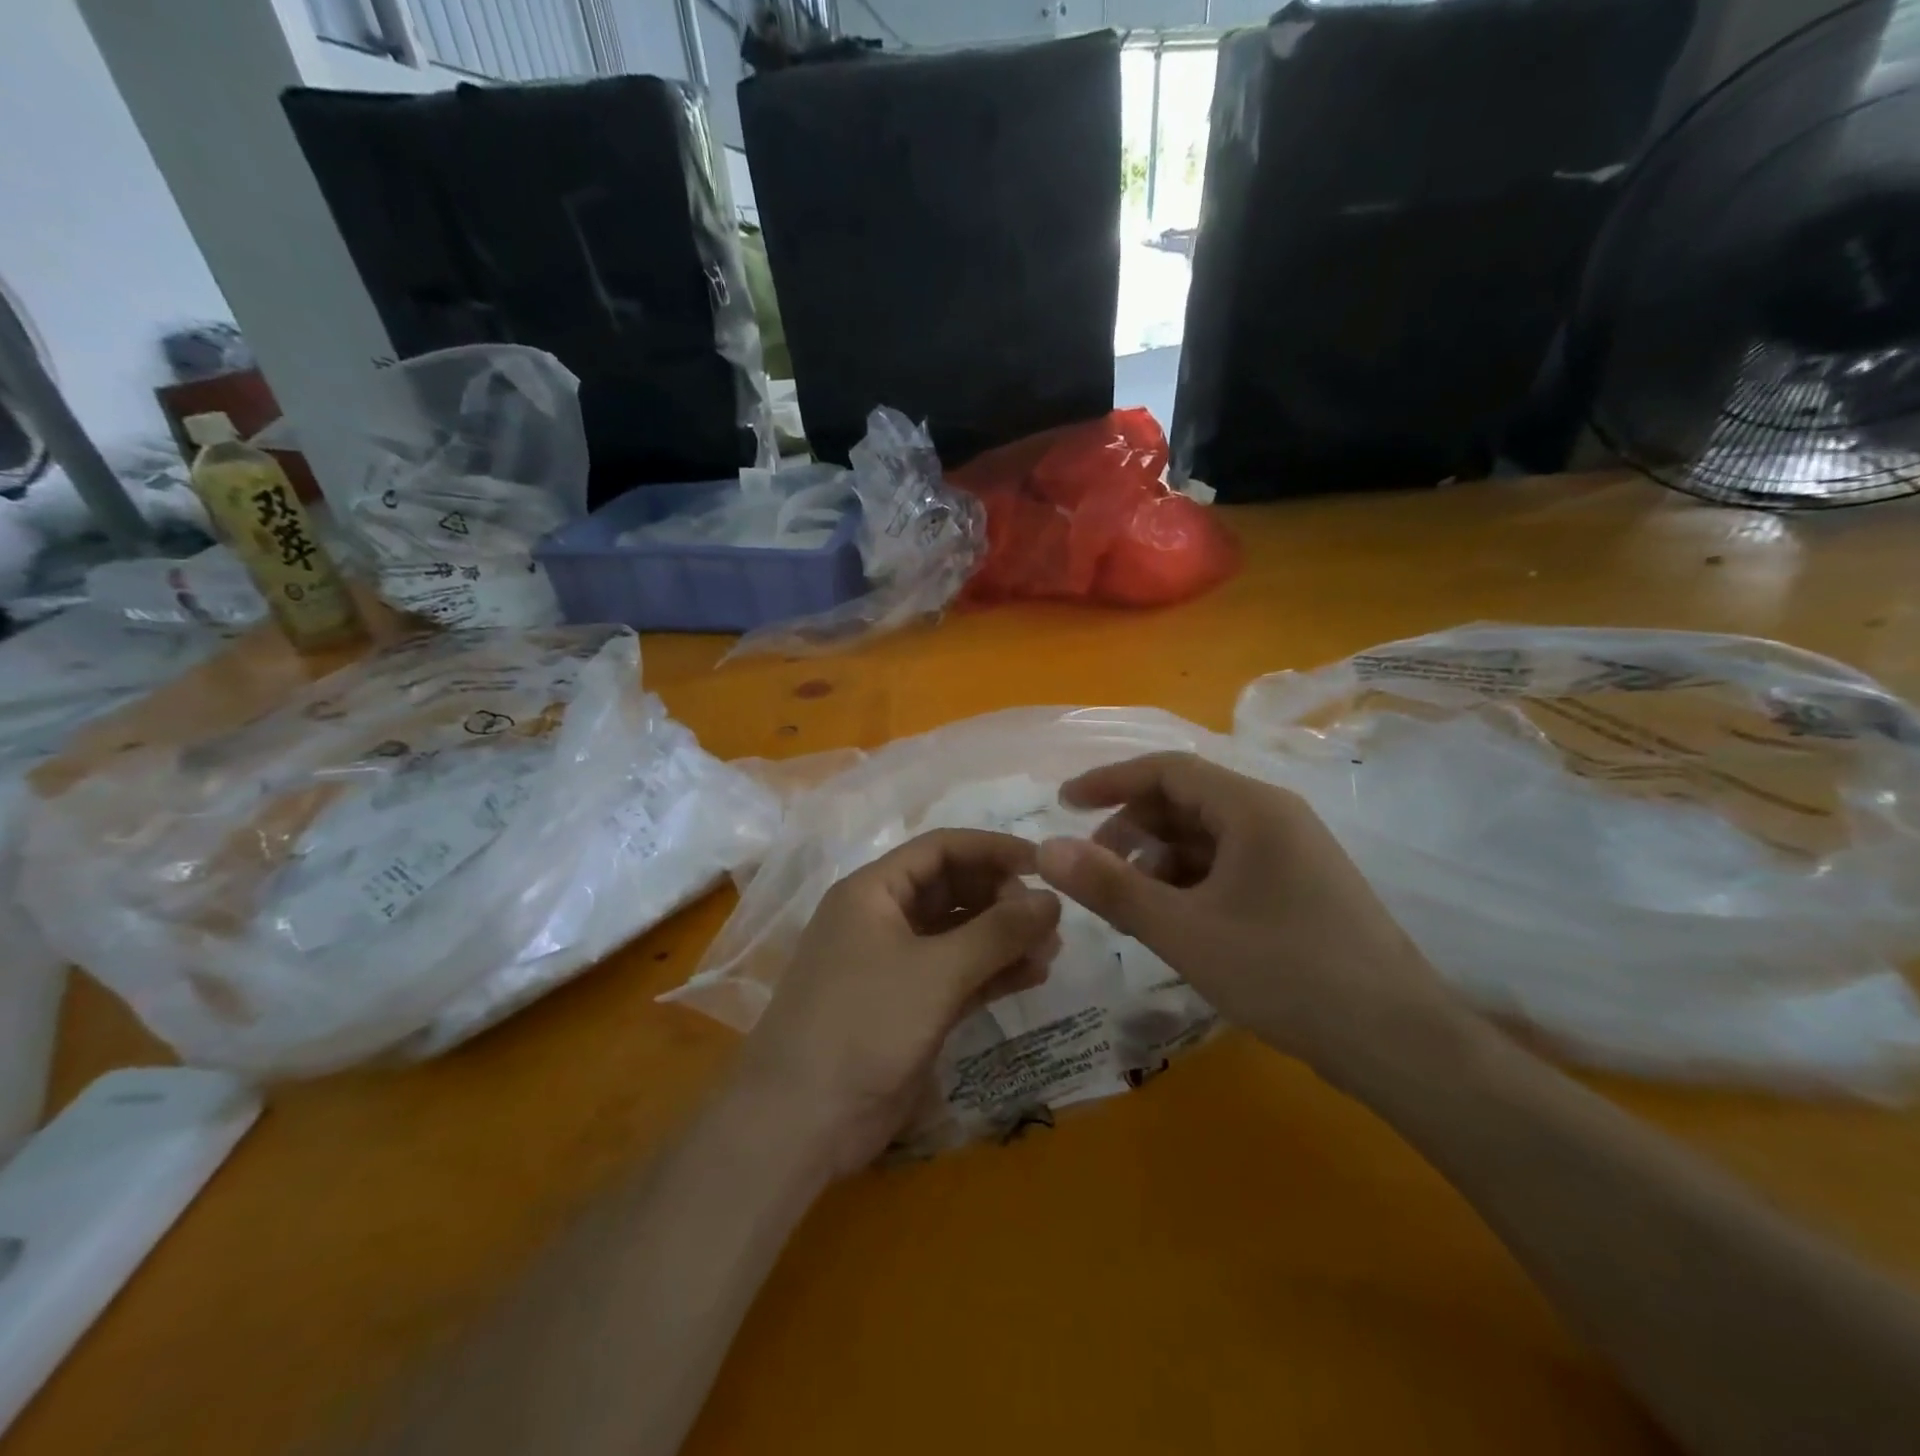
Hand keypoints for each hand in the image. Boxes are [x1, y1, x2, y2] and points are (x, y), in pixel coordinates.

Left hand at [735, 829, 1061, 1178]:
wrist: (802, 1121)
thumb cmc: (864, 1024)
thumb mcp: (936, 972)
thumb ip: (998, 932)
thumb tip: (1053, 900)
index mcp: (874, 891)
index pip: (940, 850)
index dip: (992, 850)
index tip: (1043, 863)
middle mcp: (883, 919)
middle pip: (952, 890)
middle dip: (1002, 899)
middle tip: (1049, 919)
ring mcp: (895, 965)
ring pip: (959, 935)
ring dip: (1003, 939)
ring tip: (1052, 950)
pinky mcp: (909, 1006)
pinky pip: (958, 975)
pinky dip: (993, 973)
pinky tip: (1033, 975)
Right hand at [1034, 752, 1466, 1087]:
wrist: (1397, 1041)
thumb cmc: (1284, 972)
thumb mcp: (1183, 931)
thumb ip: (1110, 888)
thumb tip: (1044, 850)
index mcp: (1251, 808)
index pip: (1167, 769)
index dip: (1109, 781)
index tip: (1063, 804)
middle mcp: (1273, 817)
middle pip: (1184, 801)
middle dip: (1131, 829)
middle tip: (1094, 871)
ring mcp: (1290, 853)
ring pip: (1205, 837)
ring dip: (1157, 861)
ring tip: (1128, 907)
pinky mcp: (1298, 887)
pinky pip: (1227, 866)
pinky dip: (1189, 883)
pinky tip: (1172, 922)